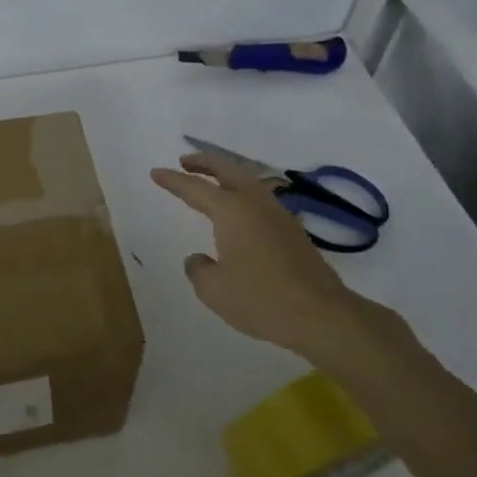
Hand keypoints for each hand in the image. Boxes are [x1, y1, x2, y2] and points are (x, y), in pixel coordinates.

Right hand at [151, 152, 396, 359]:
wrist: (320, 314)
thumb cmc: (260, 299)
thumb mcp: (213, 290)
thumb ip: (199, 269)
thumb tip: (199, 259)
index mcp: (231, 211)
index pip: (195, 188)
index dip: (173, 180)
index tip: (156, 172)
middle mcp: (256, 204)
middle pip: (228, 170)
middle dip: (205, 162)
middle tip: (186, 161)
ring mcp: (279, 215)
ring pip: (249, 182)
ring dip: (228, 176)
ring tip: (212, 182)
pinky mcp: (293, 231)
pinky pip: (262, 200)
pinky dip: (244, 195)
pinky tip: (240, 213)